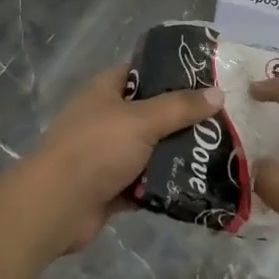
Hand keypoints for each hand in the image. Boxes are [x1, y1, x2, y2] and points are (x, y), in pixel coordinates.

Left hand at [28, 64, 223, 253]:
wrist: (58, 205)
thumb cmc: (97, 149)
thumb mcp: (143, 120)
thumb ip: (180, 107)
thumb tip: (218, 93)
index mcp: (104, 92)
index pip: (139, 72)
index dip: (169, 72)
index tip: (204, 79)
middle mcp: (104, 119)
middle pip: (149, 113)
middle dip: (181, 119)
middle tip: (220, 121)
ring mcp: (106, 155)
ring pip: (149, 150)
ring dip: (175, 154)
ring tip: (215, 153)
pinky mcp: (110, 187)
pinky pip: (144, 182)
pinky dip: (163, 184)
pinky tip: (195, 183)